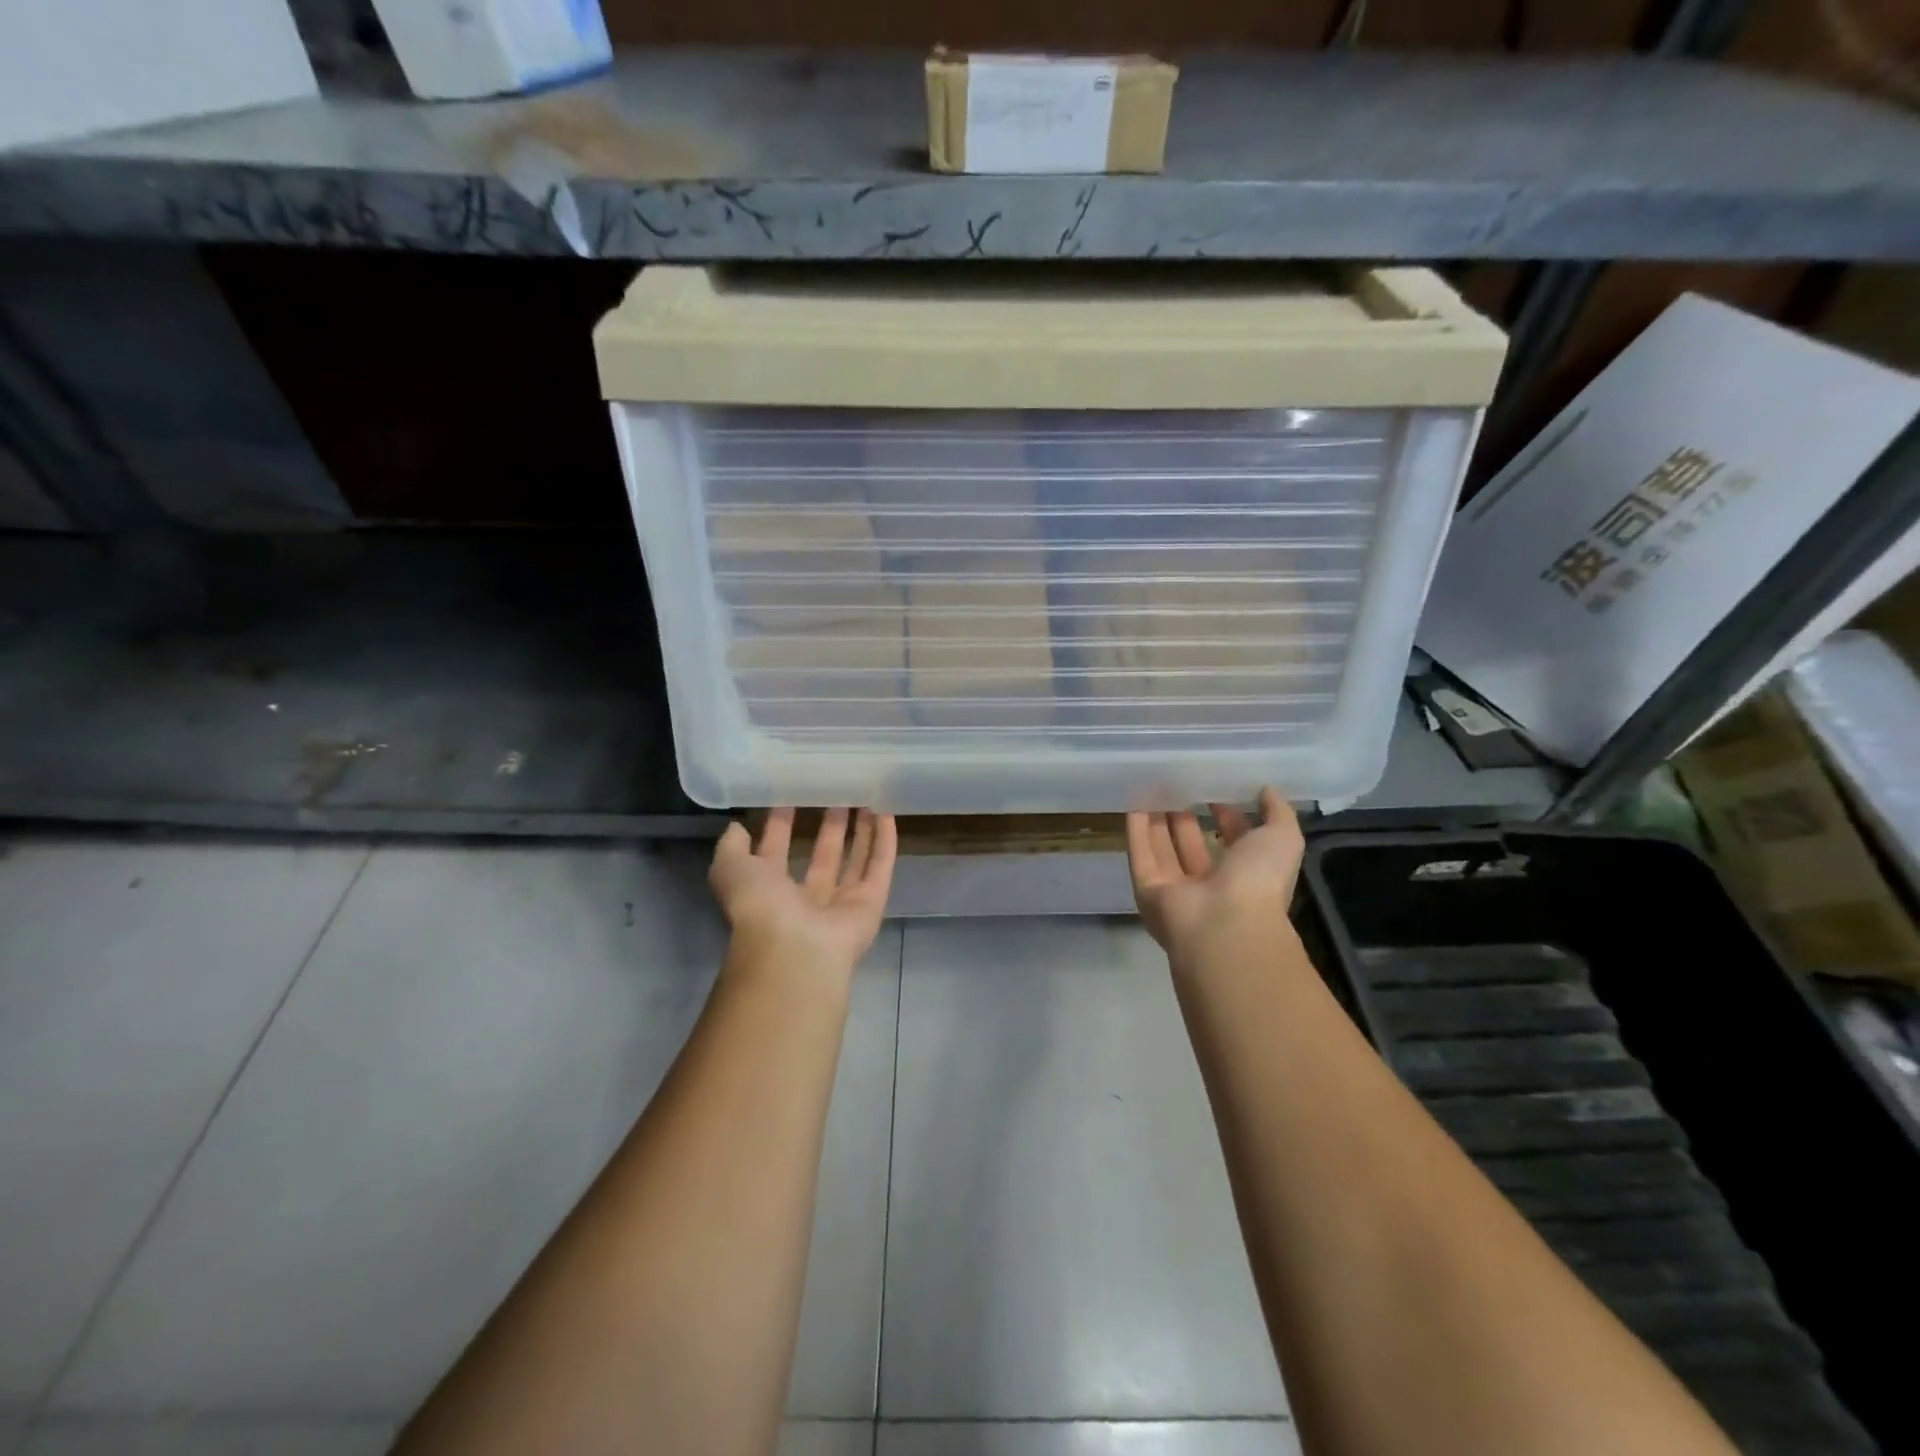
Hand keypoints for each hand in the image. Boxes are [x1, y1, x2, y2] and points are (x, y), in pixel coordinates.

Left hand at [709, 807, 897, 977]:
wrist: (795, 949)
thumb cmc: (758, 906)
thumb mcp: (730, 869)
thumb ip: (731, 847)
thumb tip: (737, 827)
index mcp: (770, 892)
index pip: (777, 851)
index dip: (781, 824)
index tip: (791, 794)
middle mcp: (806, 899)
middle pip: (823, 855)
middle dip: (829, 826)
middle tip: (837, 793)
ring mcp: (842, 903)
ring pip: (854, 860)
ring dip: (860, 830)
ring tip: (865, 797)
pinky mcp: (871, 904)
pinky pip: (879, 867)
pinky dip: (884, 841)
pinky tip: (887, 813)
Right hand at [1126, 787, 1303, 958]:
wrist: (1224, 925)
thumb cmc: (1258, 881)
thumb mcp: (1282, 838)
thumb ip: (1277, 812)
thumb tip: (1266, 789)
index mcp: (1246, 876)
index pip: (1233, 842)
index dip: (1226, 816)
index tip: (1215, 788)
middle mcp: (1210, 885)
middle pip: (1192, 846)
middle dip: (1184, 817)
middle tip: (1176, 784)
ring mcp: (1176, 890)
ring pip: (1163, 850)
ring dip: (1157, 820)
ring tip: (1151, 786)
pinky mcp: (1147, 891)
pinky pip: (1140, 856)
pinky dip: (1136, 831)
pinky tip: (1133, 803)